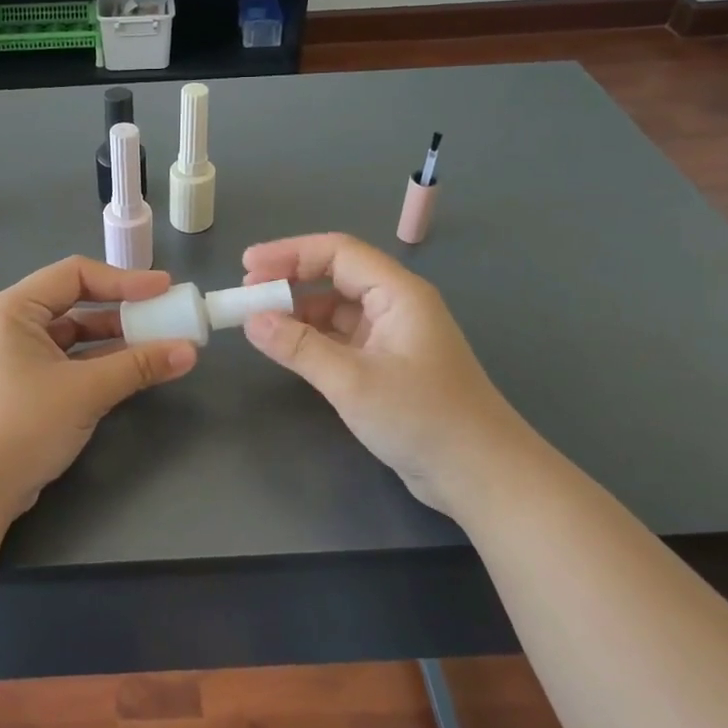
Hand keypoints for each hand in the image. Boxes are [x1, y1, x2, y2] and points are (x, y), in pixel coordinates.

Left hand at [0, 257, 197, 523]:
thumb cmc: (21, 425)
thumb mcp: (84, 391)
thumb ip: (138, 366)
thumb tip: (190, 351)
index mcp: (15, 309)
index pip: (75, 274)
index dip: (124, 279)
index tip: (165, 289)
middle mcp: (12, 326)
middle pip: (76, 303)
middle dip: (123, 310)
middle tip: (166, 318)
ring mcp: (16, 359)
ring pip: (75, 337)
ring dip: (115, 341)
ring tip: (159, 346)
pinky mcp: (24, 389)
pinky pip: (69, 363)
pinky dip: (100, 365)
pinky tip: (132, 373)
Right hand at [241, 233, 528, 518]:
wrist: (480, 475)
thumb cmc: (422, 418)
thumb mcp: (353, 381)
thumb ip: (299, 347)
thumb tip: (251, 320)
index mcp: (398, 293)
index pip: (337, 252)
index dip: (289, 253)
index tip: (247, 267)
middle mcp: (396, 306)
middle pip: (336, 275)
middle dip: (290, 280)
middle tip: (247, 294)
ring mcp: (392, 336)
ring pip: (336, 309)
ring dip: (298, 311)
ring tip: (259, 323)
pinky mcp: (387, 365)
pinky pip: (341, 338)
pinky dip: (312, 338)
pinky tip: (288, 349)